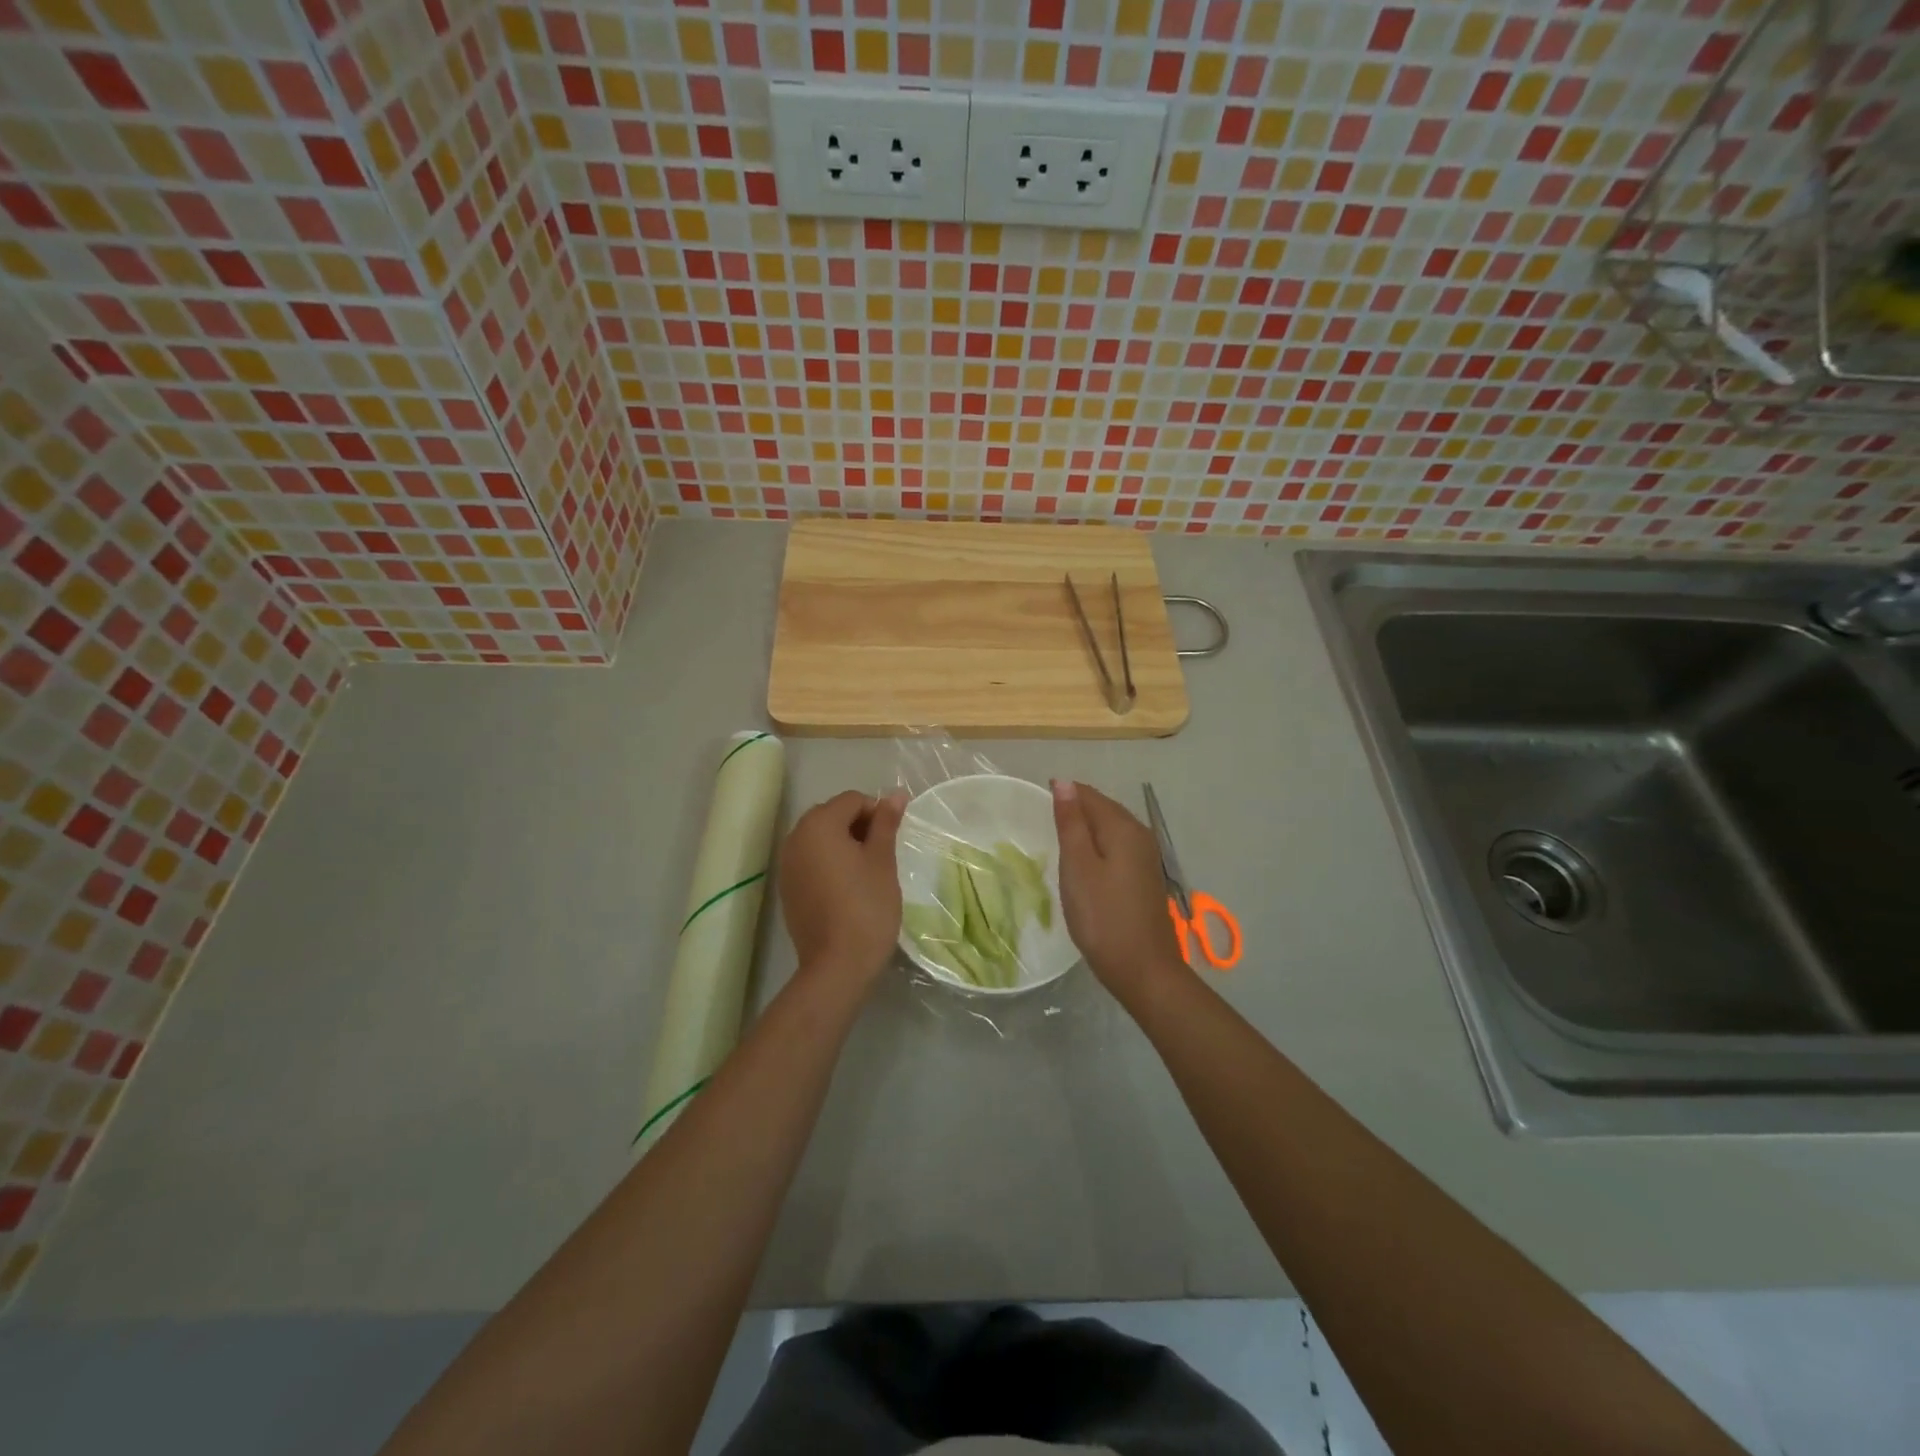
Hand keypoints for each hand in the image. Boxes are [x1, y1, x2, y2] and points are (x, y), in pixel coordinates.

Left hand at [780, 788, 906, 989]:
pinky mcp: (787, 888)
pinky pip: (810, 861)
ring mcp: (787, 864)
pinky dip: (828, 863)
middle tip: (881, 854)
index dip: (877, 812)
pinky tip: (846, 888)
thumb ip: (886, 822)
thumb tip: (896, 794)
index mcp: (818, 824)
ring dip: (843, 844)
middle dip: (858, 826)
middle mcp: (795, 837)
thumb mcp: (882, 860)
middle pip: (832, 815)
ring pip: (820, 839)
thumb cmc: (867, 906)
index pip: (852, 800)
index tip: (892, 840)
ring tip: (866, 872)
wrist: (837, 965)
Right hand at [1051, 779, 1189, 1001]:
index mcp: (1123, 828)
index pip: (1090, 796)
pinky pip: (1118, 848)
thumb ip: (1071, 823)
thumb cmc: (1102, 917)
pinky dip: (1098, 846)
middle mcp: (1140, 835)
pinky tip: (1084, 862)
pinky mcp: (1145, 878)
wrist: (1143, 969)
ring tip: (1059, 836)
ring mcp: (1147, 858)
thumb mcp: (1078, 867)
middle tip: (1043, 817)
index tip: (1037, 799)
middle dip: (1076, 808)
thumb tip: (1064, 782)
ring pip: (1112, 829)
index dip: (1064, 793)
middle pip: (1104, 809)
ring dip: (1087, 828)